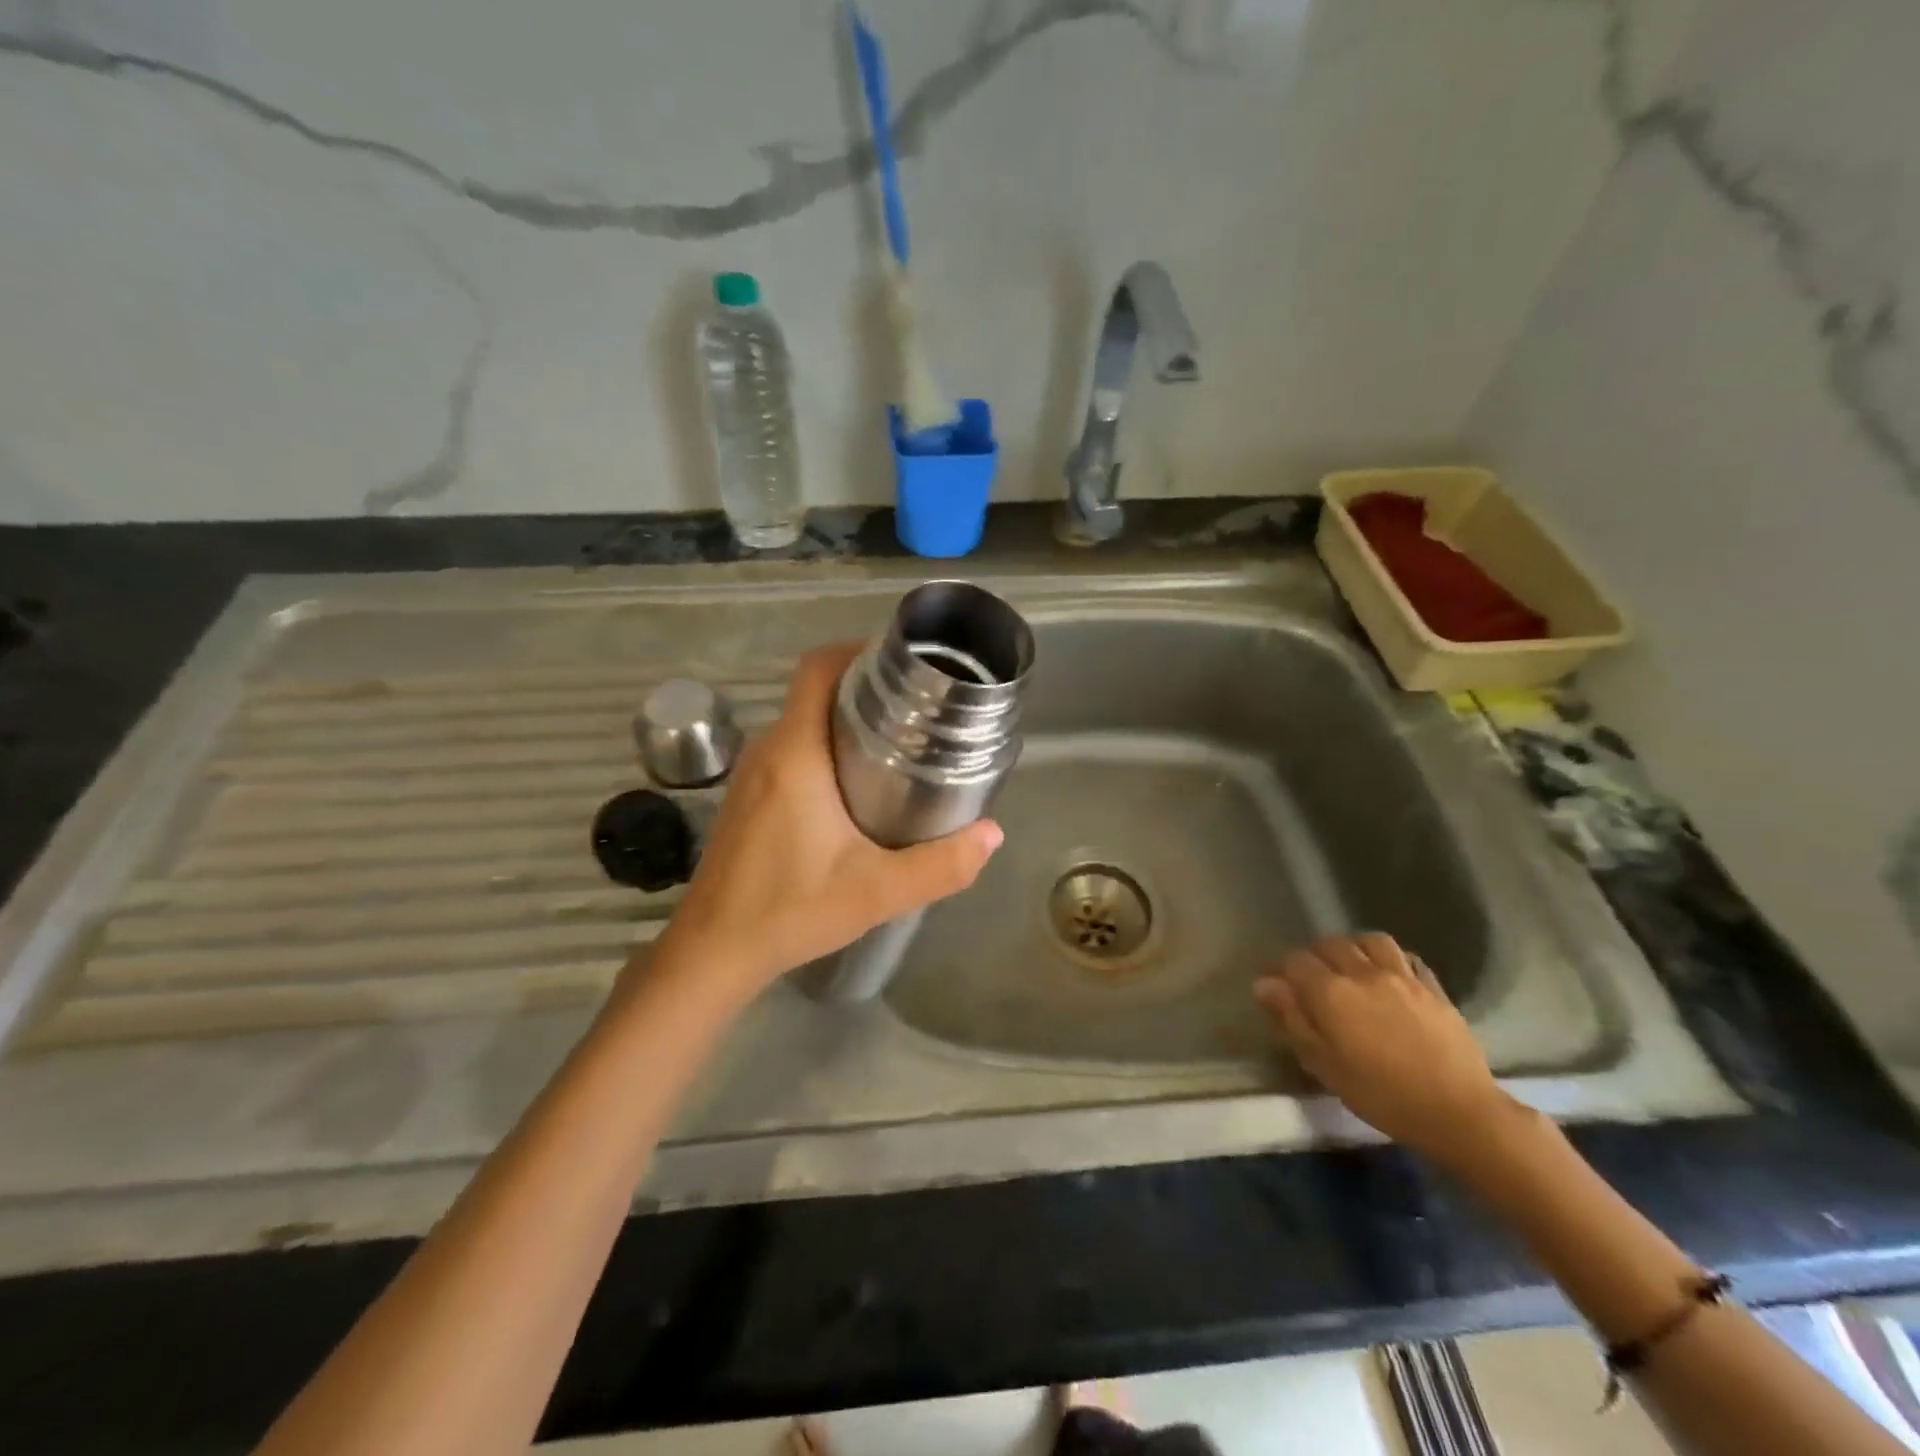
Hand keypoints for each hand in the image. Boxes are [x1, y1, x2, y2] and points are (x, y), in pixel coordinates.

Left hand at [654, 642, 1002, 994]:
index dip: (857, 651)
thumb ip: (941, 865)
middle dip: (864, 689)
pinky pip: (790, 751)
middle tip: (918, 707)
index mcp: (795, 754)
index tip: (901, 665)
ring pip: (802, 723)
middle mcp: (768, 751)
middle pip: (814, 692)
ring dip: (844, 721)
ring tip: (898, 742)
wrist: (712, 951)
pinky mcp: (746, 799)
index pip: (817, 669)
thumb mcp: (877, 891)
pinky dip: (824, 748)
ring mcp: (751, 775)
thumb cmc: (790, 911)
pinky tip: (856, 785)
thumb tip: (992, 833)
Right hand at [1255, 932, 1515, 1164]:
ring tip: (1351, 966)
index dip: (1282, 970)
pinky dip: (1391, 959)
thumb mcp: (1324, 1064)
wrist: (1459, 1112)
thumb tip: (1265, 984)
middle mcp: (1362, 973)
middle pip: (1330, 944)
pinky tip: (1389, 975)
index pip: (1295, 961)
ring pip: (1370, 941)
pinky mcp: (1433, 988)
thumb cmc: (1381, 1094)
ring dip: (1354, 947)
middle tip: (1313, 979)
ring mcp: (1402, 977)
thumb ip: (1292, 1018)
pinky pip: (1407, 957)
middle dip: (1315, 955)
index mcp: (1330, 992)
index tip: (1278, 988)